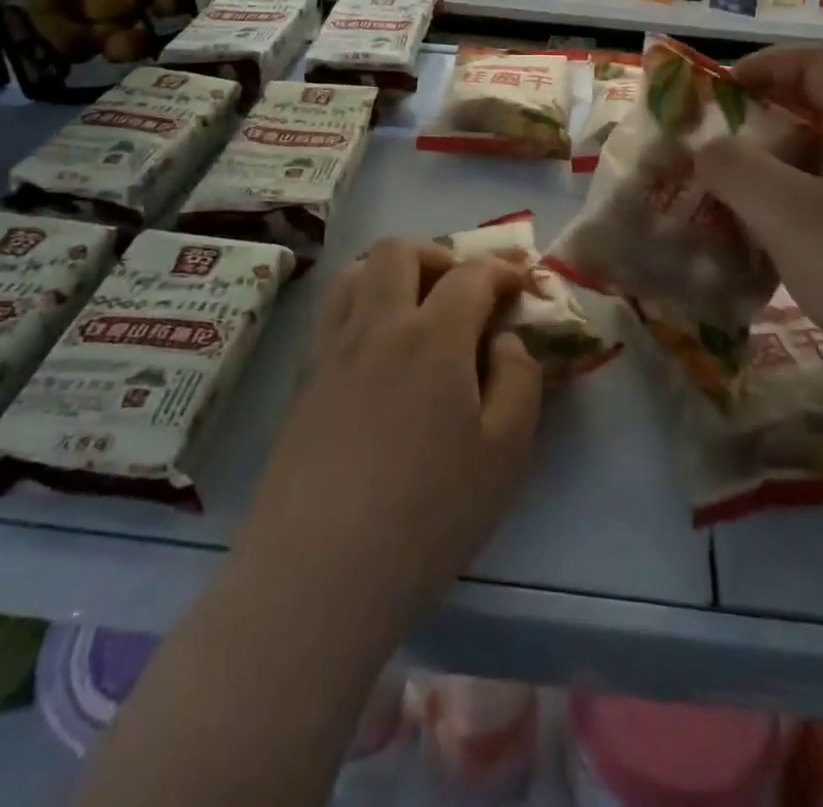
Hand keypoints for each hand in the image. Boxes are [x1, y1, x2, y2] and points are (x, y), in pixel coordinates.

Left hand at [238, 240, 543, 629]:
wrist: (320, 571)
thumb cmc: (428, 513)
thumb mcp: (506, 452)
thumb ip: (519, 380)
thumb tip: (504, 341)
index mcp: (434, 337)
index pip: (471, 276)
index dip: (501, 271)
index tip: (519, 283)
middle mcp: (378, 326)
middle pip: (400, 252)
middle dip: (439, 256)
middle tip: (461, 292)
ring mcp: (333, 350)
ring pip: (354, 272)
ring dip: (391, 272)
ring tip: (414, 309)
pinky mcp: (303, 380)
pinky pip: (330, 313)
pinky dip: (359, 304)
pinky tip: (375, 350)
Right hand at [697, 47, 822, 430]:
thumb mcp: (787, 215)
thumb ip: (735, 169)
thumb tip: (706, 148)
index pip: (820, 64)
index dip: (767, 63)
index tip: (721, 90)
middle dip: (764, 120)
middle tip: (720, 147)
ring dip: (778, 168)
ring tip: (736, 196)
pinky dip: (797, 207)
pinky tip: (774, 242)